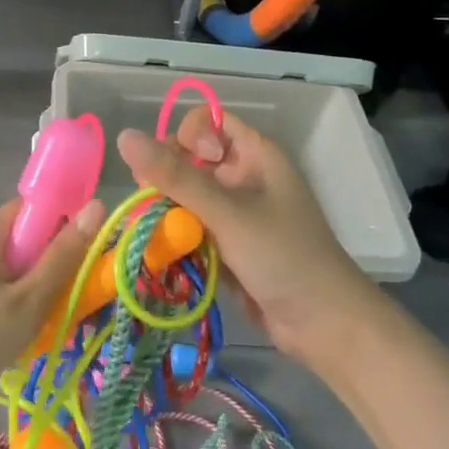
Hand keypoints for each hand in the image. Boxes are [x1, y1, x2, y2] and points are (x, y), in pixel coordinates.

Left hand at [0, 198, 103, 438]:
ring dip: (41, 287)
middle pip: (31, 237)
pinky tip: (30, 329)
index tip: (90, 253)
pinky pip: (6, 285)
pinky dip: (22, 301)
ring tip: (56, 316)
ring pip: (20, 265)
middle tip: (76, 293)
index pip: (38, 206)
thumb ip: (64, 255)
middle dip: (56, 262)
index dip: (67, 223)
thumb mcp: (29, 298)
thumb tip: (97, 205)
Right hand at [117, 109, 371, 362]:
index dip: (188, 137)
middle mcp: (243, 177)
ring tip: (153, 231)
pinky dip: (174, 235)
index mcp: (255, 155)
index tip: (185, 166)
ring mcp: (234, 213)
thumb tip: (124, 136)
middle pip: (188, 159)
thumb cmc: (283, 256)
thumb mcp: (227, 212)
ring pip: (184, 195)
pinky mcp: (225, 244)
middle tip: (153, 202)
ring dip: (166, 210)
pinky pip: (189, 226)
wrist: (324, 325)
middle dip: (165, 178)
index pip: (207, 123)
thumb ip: (175, 176)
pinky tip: (162, 251)